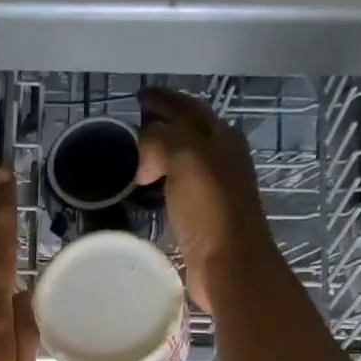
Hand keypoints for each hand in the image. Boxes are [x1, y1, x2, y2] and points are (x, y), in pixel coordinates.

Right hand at [135, 87, 277, 310]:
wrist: (228, 263)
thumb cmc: (210, 209)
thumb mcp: (186, 158)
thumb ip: (161, 141)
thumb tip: (142, 155)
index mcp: (221, 139)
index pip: (188, 108)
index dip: (163, 99)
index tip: (137, 97)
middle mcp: (221, 159)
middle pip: (188, 132)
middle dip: (162, 123)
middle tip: (131, 124)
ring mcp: (213, 189)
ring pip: (182, 160)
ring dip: (159, 153)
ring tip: (132, 155)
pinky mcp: (202, 217)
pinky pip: (176, 188)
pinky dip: (159, 181)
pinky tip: (145, 189)